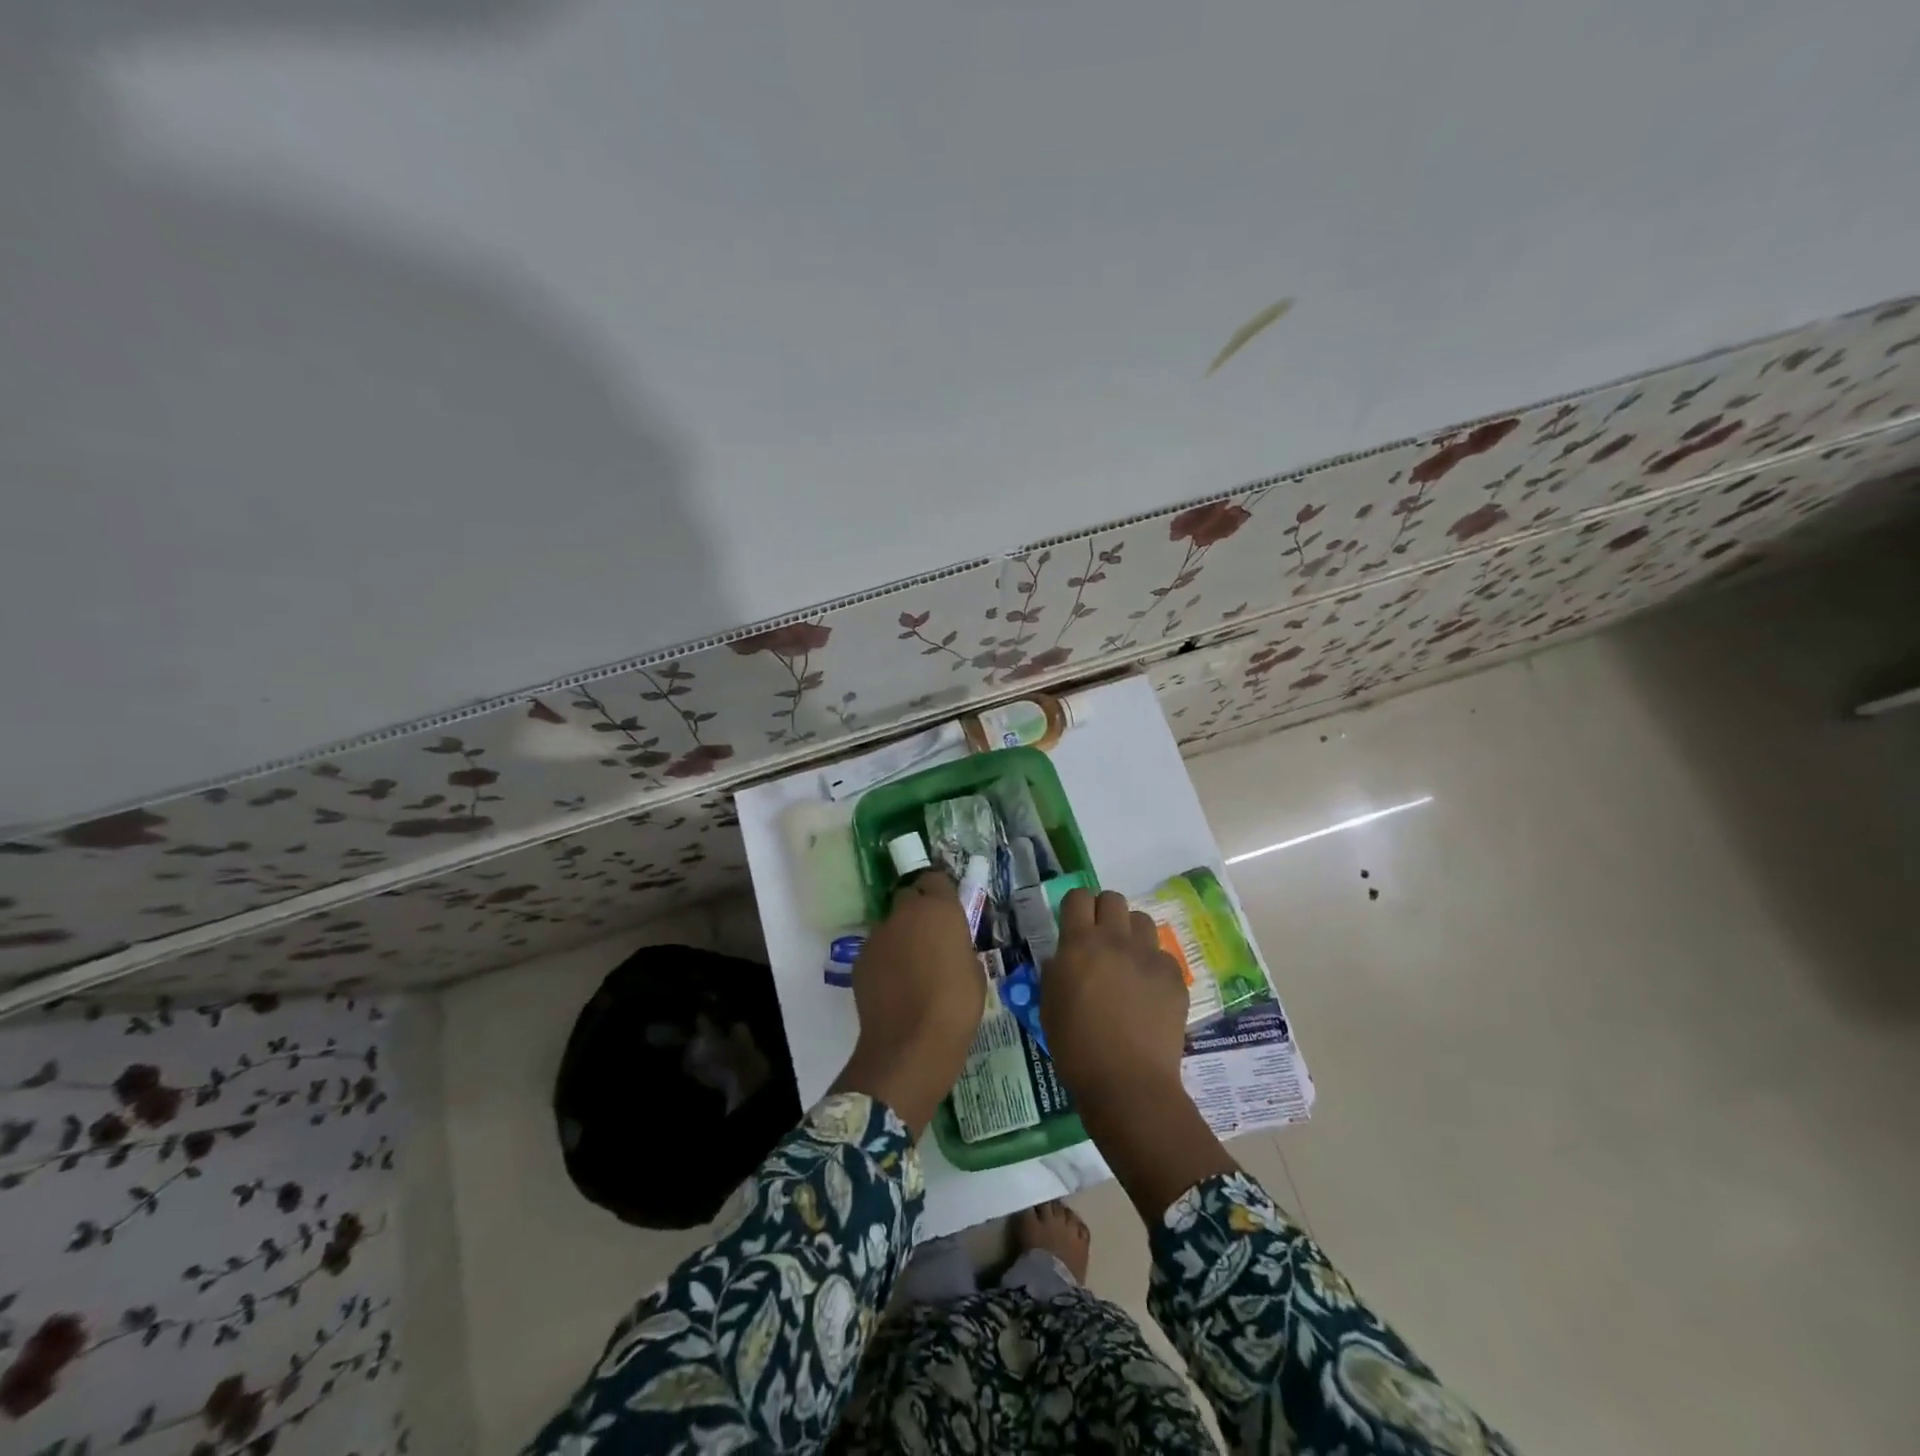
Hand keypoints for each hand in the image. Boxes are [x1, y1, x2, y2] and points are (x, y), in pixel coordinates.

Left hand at [831, 873, 985, 1134]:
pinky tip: (894, 988)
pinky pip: (877, 951)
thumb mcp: (974, 969)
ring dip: (900, 938)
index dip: (940, 892)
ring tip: (911, 971)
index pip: (935, 878)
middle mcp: (904, 913)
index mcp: (939, 908)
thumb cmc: (956, 1005)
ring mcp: (878, 935)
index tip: (947, 911)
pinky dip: (885, 961)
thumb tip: (949, 945)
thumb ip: (959, 945)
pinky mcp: (860, 959)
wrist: (911, 1044)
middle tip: (930, 939)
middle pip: (908, 897)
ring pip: (891, 926)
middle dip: (917, 911)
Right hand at [1041, 888, 1236, 1220]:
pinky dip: (1152, 965)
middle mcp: (1115, 940)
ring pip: (1141, 921)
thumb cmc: (1076, 1048)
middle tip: (1100, 941)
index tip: (1074, 924)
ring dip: (1130, 934)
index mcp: (1079, 944)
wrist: (1128, 1083)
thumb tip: (1064, 957)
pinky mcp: (1174, 976)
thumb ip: (1055, 971)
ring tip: (1127, 962)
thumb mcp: (1049, 1004)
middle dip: (1104, 912)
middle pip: (1113, 899)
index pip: (1078, 897)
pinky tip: (1147, 993)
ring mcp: (1149, 956)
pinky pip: (1162, 955)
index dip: (1075, 907)